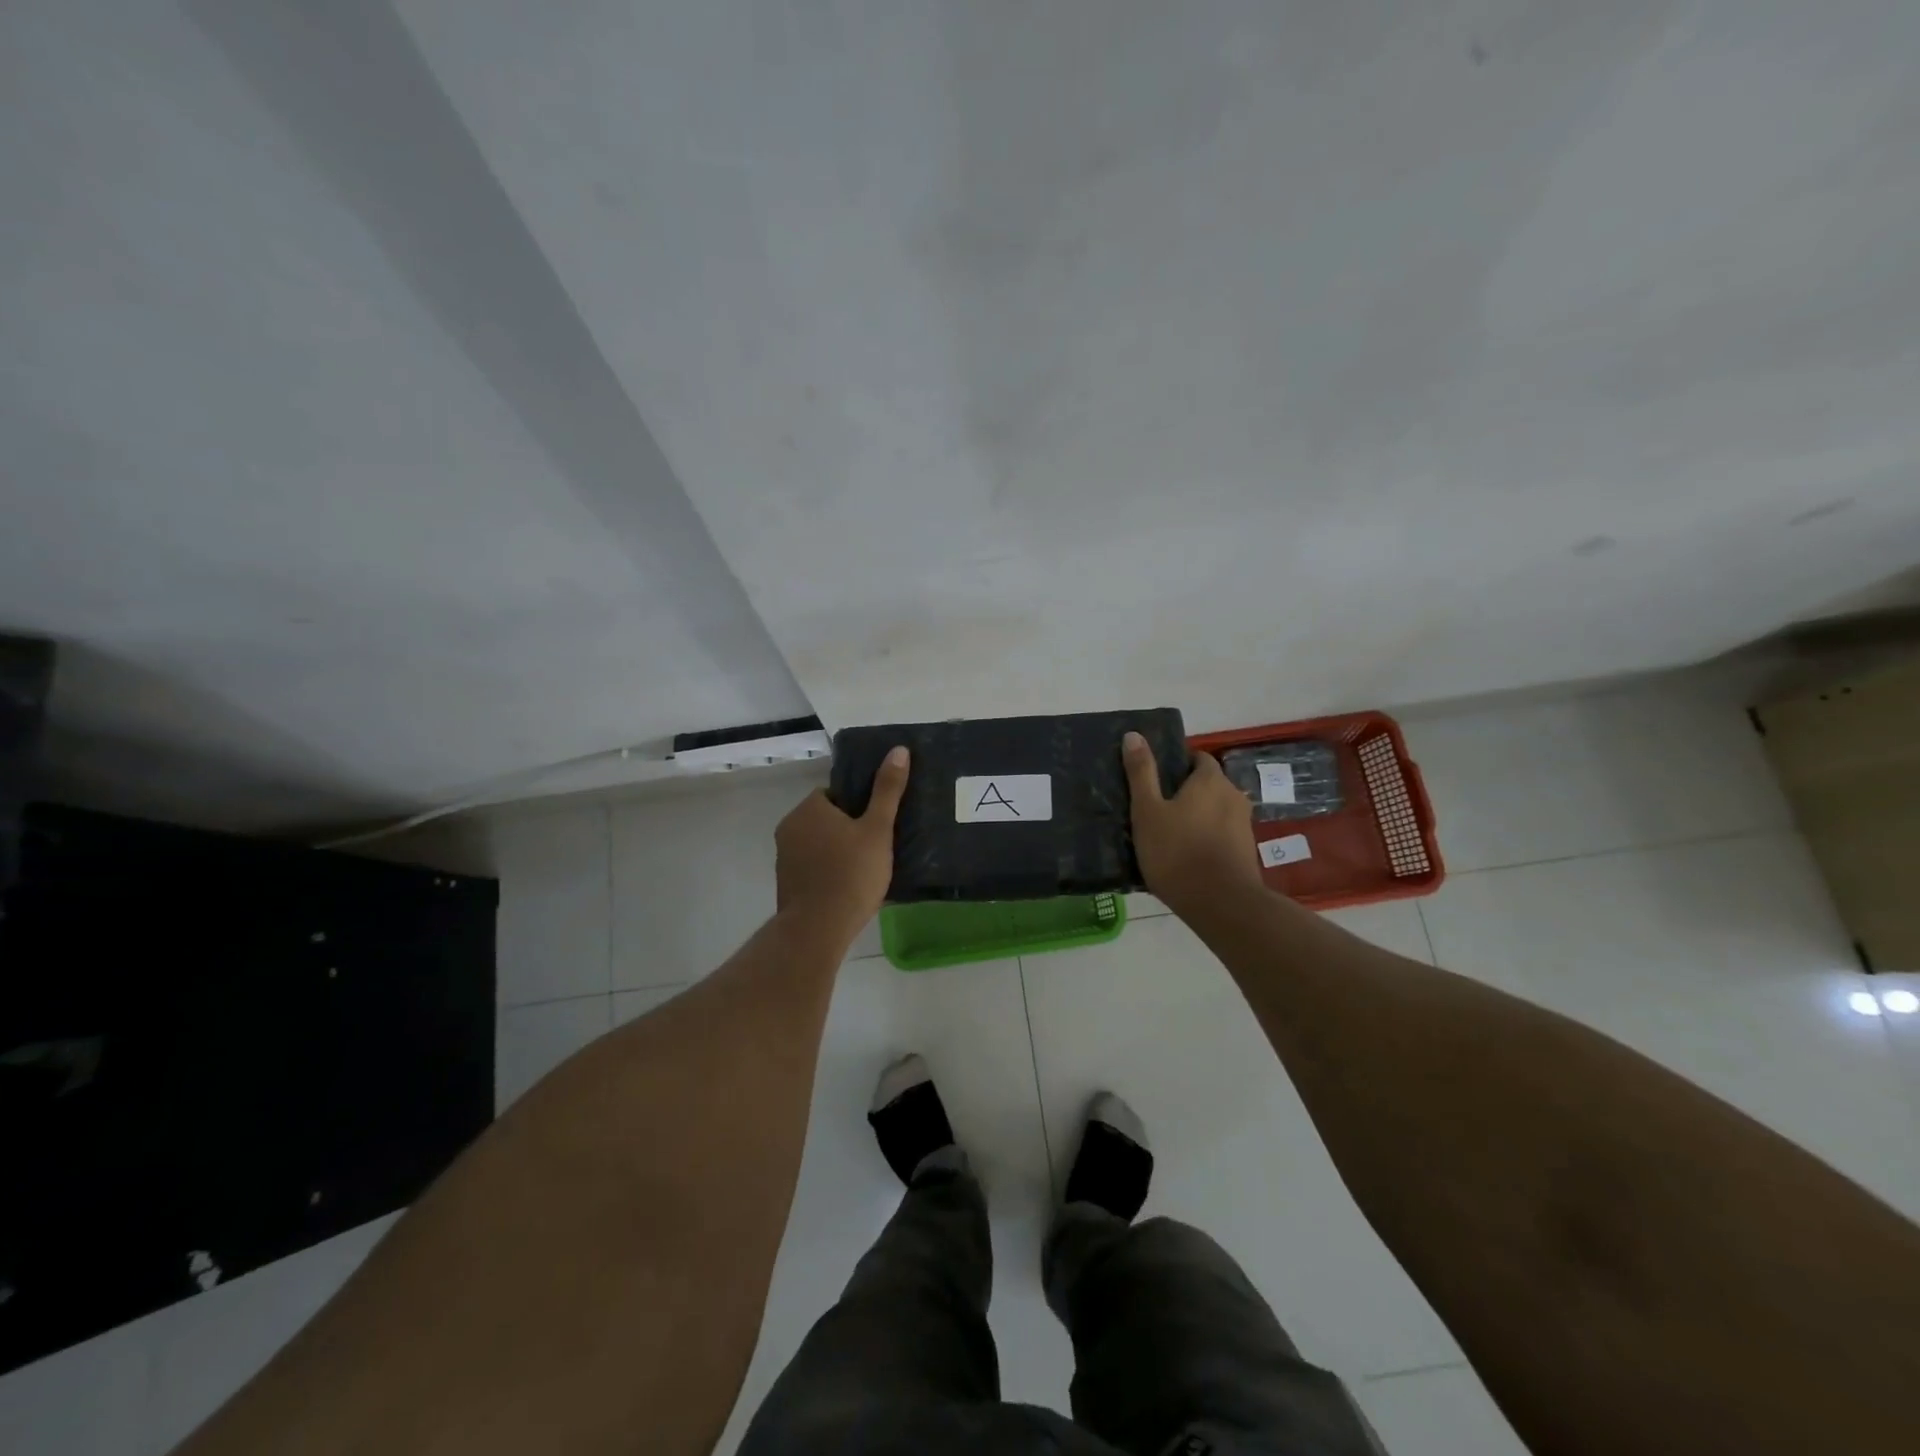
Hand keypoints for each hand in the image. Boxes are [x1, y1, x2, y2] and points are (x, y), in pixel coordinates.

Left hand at [775, 746, 909, 936]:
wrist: (818, 929)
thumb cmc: (851, 873)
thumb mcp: (878, 829)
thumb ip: (888, 790)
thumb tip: (899, 750)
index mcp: (808, 808)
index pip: (835, 794)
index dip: (858, 807)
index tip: (876, 824)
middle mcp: (789, 827)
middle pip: (826, 819)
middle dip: (848, 829)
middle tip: (876, 847)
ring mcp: (784, 857)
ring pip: (818, 844)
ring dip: (837, 851)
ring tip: (865, 869)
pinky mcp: (786, 883)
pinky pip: (811, 867)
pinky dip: (827, 872)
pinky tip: (848, 887)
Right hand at [1123, 732, 1263, 916]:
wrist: (1220, 904)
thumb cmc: (1177, 851)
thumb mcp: (1147, 810)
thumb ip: (1141, 773)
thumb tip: (1134, 734)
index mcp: (1211, 780)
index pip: (1198, 758)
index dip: (1177, 764)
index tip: (1156, 781)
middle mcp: (1234, 795)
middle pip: (1208, 784)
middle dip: (1186, 792)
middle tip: (1157, 809)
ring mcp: (1244, 825)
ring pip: (1215, 811)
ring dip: (1197, 817)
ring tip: (1169, 835)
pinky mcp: (1246, 851)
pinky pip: (1222, 834)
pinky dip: (1206, 838)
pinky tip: (1186, 856)